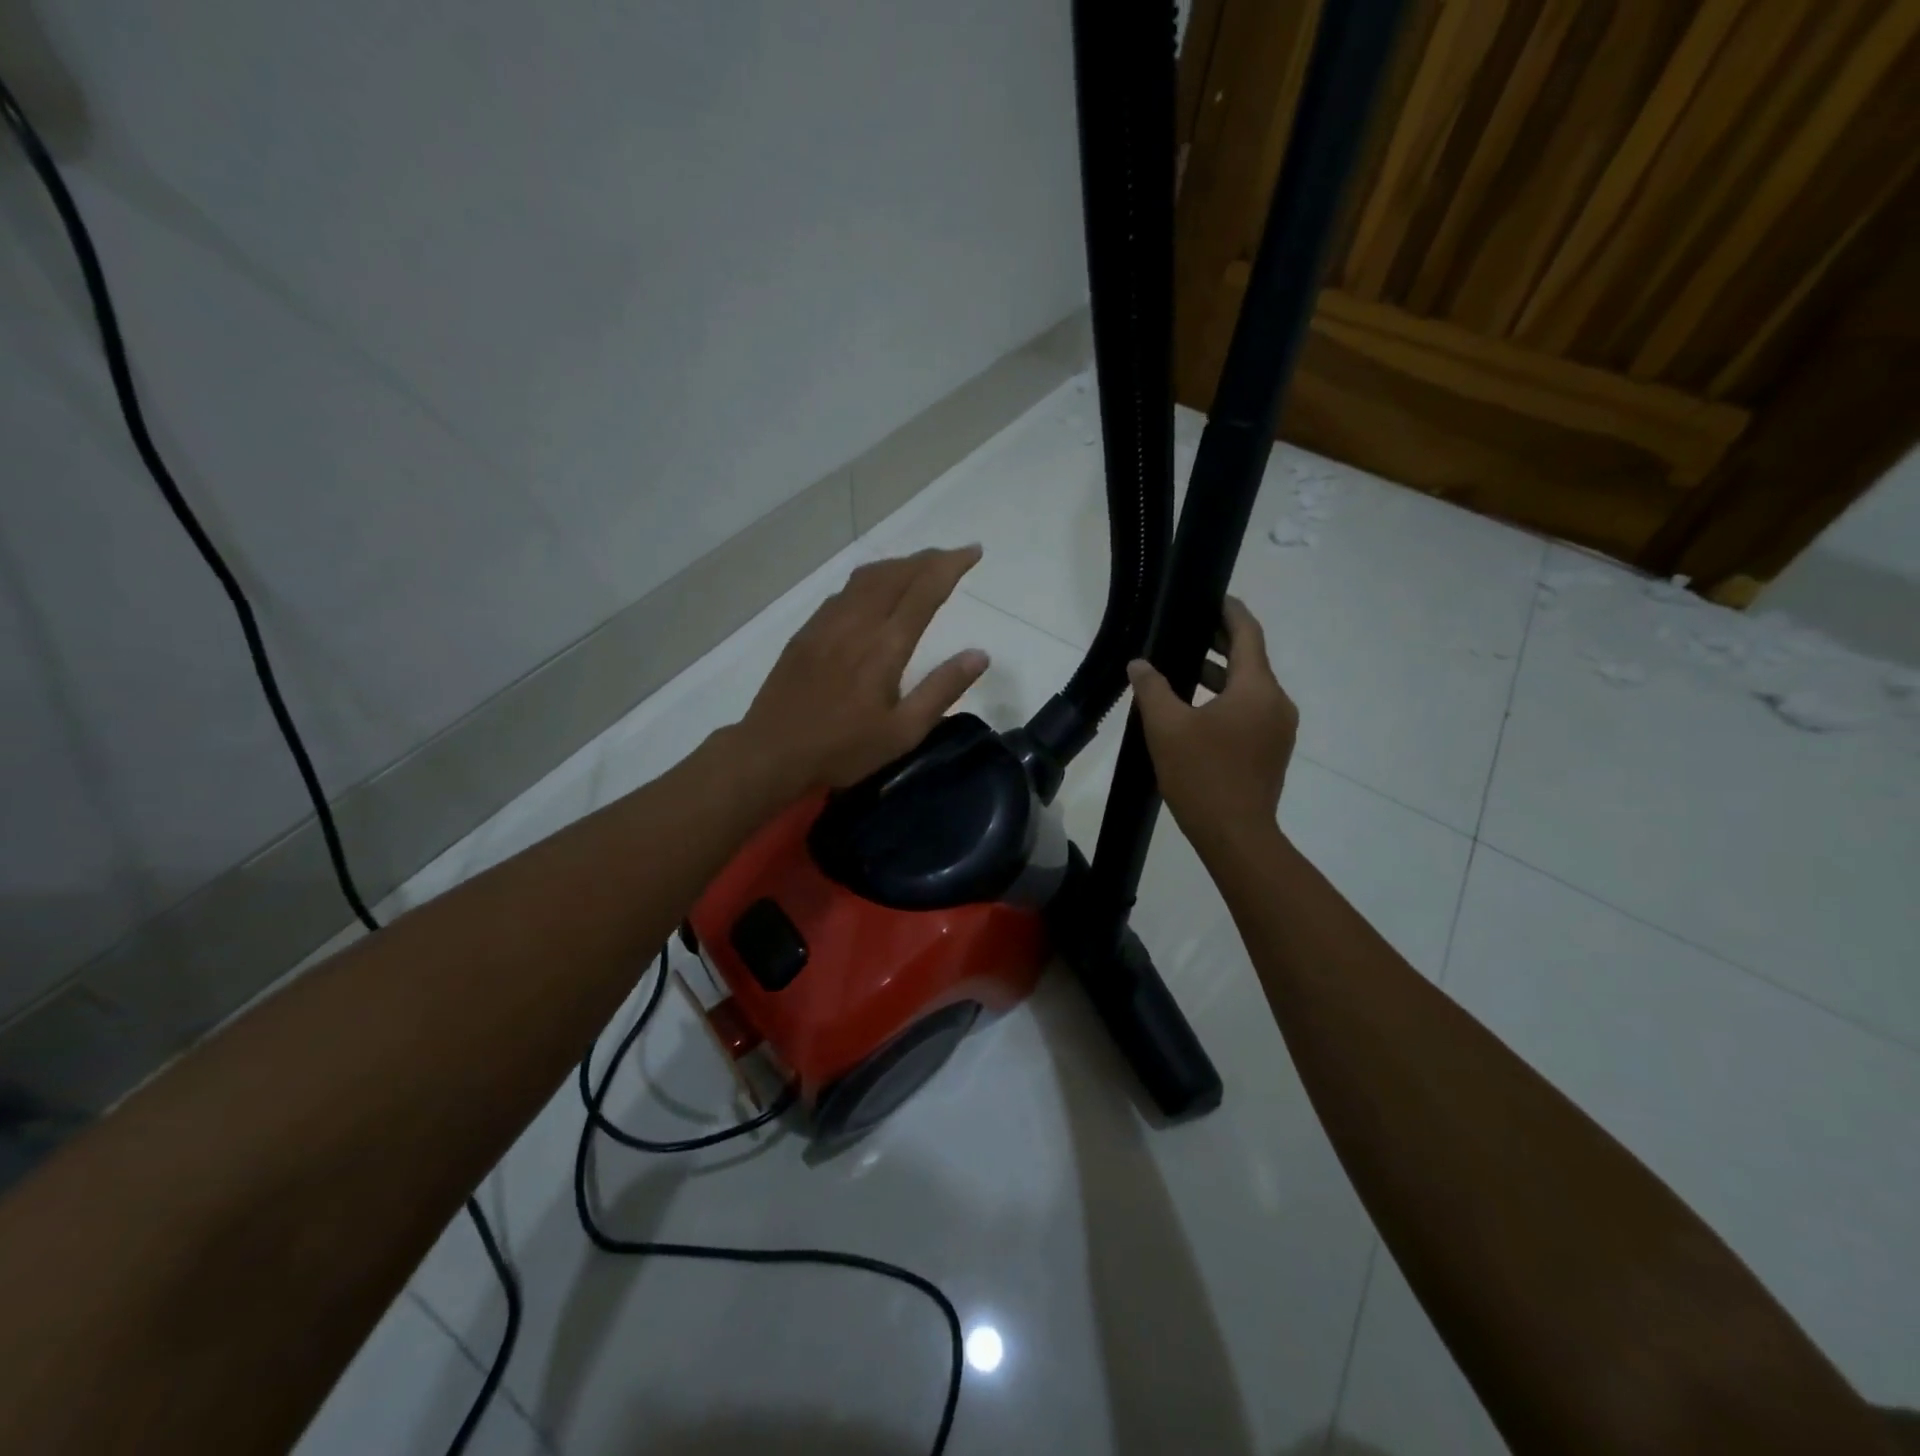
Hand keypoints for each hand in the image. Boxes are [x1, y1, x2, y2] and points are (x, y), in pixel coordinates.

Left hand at [736, 546, 989, 796]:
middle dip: (928, 559)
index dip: (951, 566)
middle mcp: (857, 623)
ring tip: (918, 567)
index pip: (925, 590)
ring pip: (866, 577)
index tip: (973, 551)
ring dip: (898, 565)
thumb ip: (942, 689)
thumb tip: (980, 654)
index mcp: (885, 645)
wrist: (772, 752)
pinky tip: (872, 592)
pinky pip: (843, 592)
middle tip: (952, 556)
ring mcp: (827, 624)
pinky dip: (869, 580)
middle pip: (896, 574)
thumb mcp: (903, 731)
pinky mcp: (806, 633)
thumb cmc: (843, 749)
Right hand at [1127, 596, 1296, 852]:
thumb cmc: (1202, 775)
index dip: (1230, 611)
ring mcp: (1278, 728)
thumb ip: (1152, 688)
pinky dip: (1228, 699)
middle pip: (1251, 659)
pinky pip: (1251, 710)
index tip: (1212, 597)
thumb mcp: (1166, 727)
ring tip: (1185, 668)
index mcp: (1256, 688)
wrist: (1236, 835)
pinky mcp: (1272, 750)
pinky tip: (1198, 709)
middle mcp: (1276, 702)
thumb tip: (1140, 664)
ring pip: (1250, 688)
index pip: (1248, 633)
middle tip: (1188, 628)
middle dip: (1221, 642)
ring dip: (1221, 674)